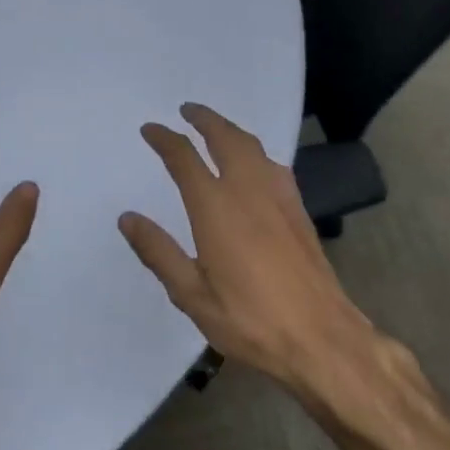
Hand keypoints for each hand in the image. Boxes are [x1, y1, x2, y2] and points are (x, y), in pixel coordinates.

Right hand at [120, 103, 377, 396]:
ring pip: (253, 146)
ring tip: (216, 129)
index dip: (164, 139)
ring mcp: (278, 197)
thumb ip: (158, 252)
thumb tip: (128, 218)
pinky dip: (255, 152)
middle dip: (204, 119)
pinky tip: (255, 165)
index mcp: (216, 207)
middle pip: (225, 137)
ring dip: (230, 130)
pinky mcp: (299, 210)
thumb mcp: (191, 294)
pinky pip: (273, 165)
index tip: (149, 129)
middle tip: (187, 110)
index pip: (184, 158)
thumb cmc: (249, 320)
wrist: (321, 338)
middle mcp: (248, 190)